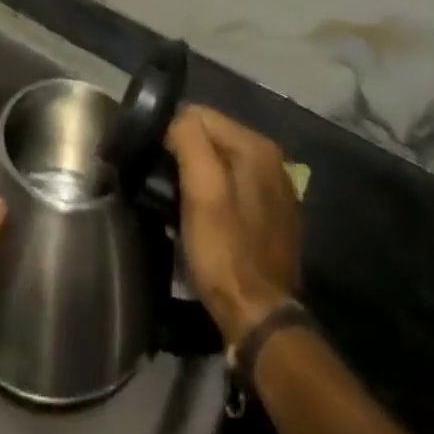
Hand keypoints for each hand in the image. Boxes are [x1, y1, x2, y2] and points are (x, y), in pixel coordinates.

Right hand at [164, 105, 301, 342]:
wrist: (259, 320)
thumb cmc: (225, 250)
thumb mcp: (201, 190)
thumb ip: (189, 139)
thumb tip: (176, 120)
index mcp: (256, 146)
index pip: (200, 114)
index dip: (172, 133)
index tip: (156, 162)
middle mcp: (272, 160)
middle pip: (213, 138)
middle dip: (187, 153)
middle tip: (165, 183)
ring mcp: (277, 189)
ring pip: (223, 162)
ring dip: (200, 175)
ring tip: (180, 200)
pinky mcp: (275, 217)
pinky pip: (236, 187)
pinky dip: (218, 194)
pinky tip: (207, 217)